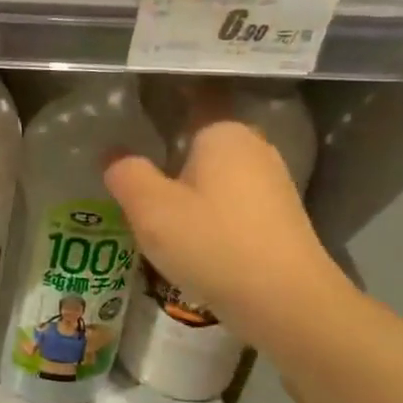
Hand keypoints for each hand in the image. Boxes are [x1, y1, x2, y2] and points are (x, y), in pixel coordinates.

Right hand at [104, 89, 343, 339]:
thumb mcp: (150, 209)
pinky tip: (188, 232)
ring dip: (186, 183)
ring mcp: (272, 182)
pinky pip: (230, 199)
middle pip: (199, 138)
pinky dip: (207, 207)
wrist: (288, 305)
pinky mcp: (279, 216)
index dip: (162, 98)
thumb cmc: (213, 244)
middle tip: (129, 163)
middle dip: (168, 149)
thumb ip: (125, 173)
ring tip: (151, 203)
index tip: (133, 106)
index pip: (191, 97)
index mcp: (223, 132)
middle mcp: (253, 146)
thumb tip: (114, 155)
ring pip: (214, 172)